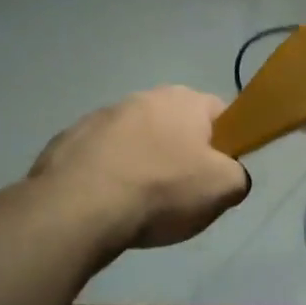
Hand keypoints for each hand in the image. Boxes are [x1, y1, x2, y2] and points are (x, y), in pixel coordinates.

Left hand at [30, 86, 248, 249]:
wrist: (78, 207)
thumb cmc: (162, 190)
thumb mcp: (224, 189)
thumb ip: (238, 175)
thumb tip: (229, 174)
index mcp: (184, 100)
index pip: (219, 112)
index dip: (226, 142)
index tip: (218, 172)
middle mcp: (143, 97)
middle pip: (174, 125)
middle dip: (179, 153)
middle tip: (181, 192)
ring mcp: (100, 116)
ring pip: (134, 139)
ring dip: (139, 161)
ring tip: (138, 203)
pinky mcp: (68, 140)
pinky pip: (98, 157)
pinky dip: (106, 175)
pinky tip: (105, 204)